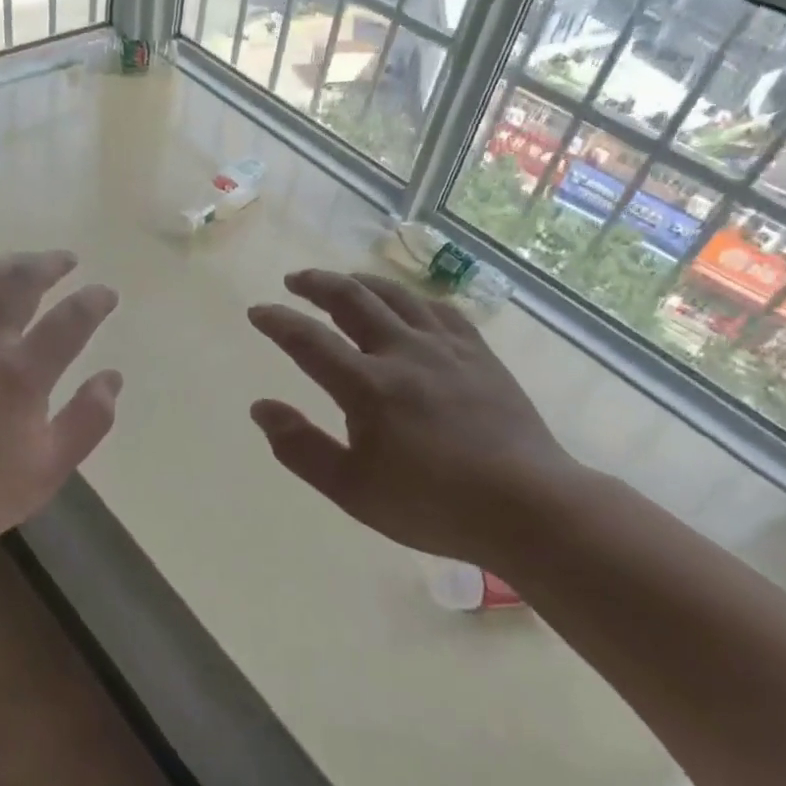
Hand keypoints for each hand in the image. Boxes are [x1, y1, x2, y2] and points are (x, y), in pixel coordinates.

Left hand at [0, 251, 122, 567]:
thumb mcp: (48, 470)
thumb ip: (87, 421)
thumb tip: (112, 378)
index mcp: (23, 374)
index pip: (70, 320)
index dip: (94, 300)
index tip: (106, 294)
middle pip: (21, 283)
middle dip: (50, 264)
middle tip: (67, 260)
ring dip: (5, 262)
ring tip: (22, 262)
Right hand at [247, 269, 580, 565]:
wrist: (528, 505)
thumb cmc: (432, 504)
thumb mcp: (352, 489)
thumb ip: (301, 447)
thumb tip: (260, 408)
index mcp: (368, 386)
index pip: (309, 341)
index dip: (278, 321)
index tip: (257, 311)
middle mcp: (404, 353)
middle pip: (353, 300)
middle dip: (317, 284)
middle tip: (295, 280)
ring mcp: (446, 348)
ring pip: (397, 295)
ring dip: (362, 282)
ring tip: (344, 281)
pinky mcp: (479, 354)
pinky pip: (440, 309)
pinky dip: (413, 298)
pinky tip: (409, 303)